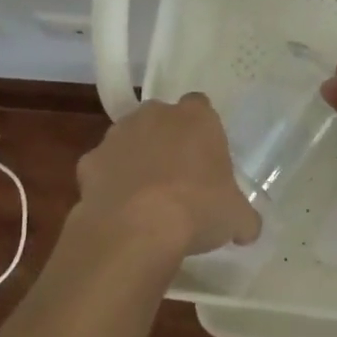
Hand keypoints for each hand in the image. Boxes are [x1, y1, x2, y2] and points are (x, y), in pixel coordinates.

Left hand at [75, 94, 261, 257]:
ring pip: (129, 140)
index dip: (203, 132)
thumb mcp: (236, 219)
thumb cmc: (197, 210)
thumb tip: (247, 230)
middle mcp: (155, 115)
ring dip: (136, 159)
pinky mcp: (89, 161)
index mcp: (196, 118)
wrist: (135, 229)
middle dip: (168, 141)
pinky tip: (119, 211)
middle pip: (162, 120)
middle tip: (179, 178)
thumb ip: (244, 218)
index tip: (207, 159)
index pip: (201, 107)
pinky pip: (103, 168)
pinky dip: (109, 183)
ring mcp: (117, 135)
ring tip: (147, 198)